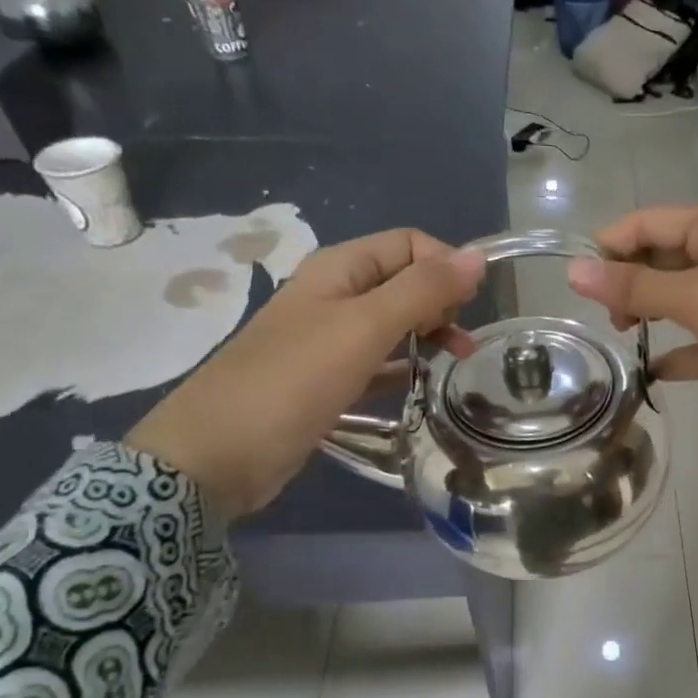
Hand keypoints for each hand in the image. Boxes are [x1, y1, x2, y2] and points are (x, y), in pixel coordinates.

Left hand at [127, 230, 482, 519]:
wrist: (219, 453)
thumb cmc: (294, 381)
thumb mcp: (364, 328)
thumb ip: (422, 291)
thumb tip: (478, 257)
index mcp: (340, 269)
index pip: (410, 244)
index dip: (445, 267)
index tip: (467, 309)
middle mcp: (336, 295)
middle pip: (404, 281)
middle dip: (441, 303)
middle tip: (458, 343)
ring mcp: (329, 339)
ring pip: (394, 323)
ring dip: (429, 336)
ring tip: (455, 365)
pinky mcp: (328, 379)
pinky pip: (379, 361)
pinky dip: (405, 367)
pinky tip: (424, 386)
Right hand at [568, 205, 697, 438]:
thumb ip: (635, 285)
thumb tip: (573, 271)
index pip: (650, 222)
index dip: (612, 245)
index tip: (580, 280)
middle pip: (658, 259)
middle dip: (628, 281)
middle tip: (612, 315)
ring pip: (671, 299)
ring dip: (644, 314)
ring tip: (625, 334)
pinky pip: (688, 345)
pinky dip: (668, 356)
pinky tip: (649, 371)